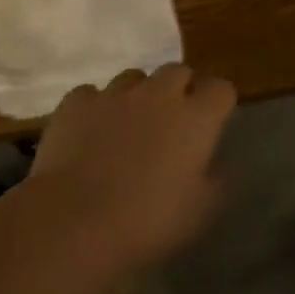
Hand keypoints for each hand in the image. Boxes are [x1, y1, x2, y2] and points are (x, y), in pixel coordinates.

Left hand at [28, 64, 237, 272]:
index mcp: (195, 118)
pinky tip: (90, 131)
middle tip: (173, 121)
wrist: (73, 221)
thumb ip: (216, 180)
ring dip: (138, 95)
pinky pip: (91, 94)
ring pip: (134, 77)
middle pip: (178, 72)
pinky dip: (96, 108)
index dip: (219, 102)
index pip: (221, 89)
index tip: (215, 120)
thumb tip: (218, 163)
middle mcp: (159, 94)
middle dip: (180, 89)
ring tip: (129, 124)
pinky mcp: (76, 103)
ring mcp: (114, 94)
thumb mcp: (200, 212)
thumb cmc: (147, 221)